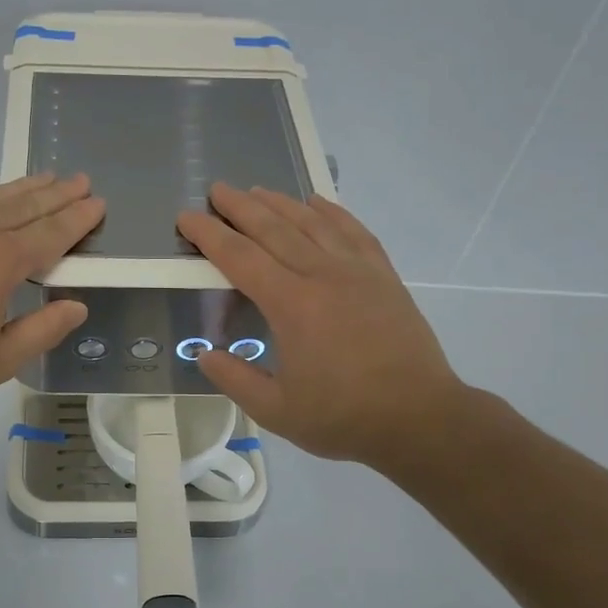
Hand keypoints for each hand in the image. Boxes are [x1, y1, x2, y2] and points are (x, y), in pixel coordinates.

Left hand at [0, 173, 103, 413]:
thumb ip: (41, 331)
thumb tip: (76, 306)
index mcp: (0, 262)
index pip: (50, 234)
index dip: (77, 219)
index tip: (98, 203)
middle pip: (24, 207)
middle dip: (56, 194)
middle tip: (80, 179)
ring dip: (24, 188)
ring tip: (46, 177)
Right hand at [177, 184, 468, 467]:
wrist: (420, 418)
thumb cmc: (344, 417)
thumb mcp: (276, 411)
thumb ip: (235, 380)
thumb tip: (204, 354)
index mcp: (291, 305)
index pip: (239, 257)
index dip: (209, 235)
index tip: (186, 218)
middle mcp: (322, 275)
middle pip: (274, 228)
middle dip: (240, 207)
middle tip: (216, 189)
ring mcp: (357, 271)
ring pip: (312, 222)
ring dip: (281, 203)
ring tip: (257, 191)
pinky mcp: (384, 276)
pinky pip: (353, 231)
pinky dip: (332, 211)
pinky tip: (317, 202)